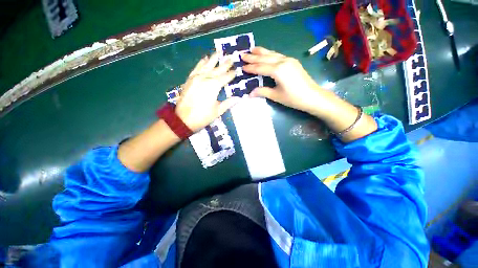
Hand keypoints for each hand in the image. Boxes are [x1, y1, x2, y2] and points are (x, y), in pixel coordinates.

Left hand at [175, 52, 240, 131]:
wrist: (183, 119)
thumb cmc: (202, 116)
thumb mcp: (217, 111)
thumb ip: (228, 103)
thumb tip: (238, 98)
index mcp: (213, 86)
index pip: (225, 78)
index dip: (231, 74)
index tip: (236, 70)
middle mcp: (205, 78)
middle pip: (217, 69)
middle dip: (225, 64)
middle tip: (231, 57)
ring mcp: (196, 77)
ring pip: (206, 65)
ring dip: (213, 59)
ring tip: (218, 52)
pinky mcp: (189, 79)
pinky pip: (196, 68)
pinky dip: (201, 63)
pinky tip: (204, 58)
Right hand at [241, 47, 325, 114]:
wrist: (312, 96)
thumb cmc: (293, 98)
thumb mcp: (276, 96)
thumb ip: (262, 91)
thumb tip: (250, 93)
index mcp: (278, 70)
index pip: (260, 67)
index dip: (251, 68)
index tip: (242, 67)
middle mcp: (283, 61)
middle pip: (265, 58)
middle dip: (253, 57)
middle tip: (243, 54)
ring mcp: (289, 60)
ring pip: (272, 54)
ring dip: (261, 52)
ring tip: (252, 49)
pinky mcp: (292, 62)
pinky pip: (278, 55)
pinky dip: (270, 54)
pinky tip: (266, 54)